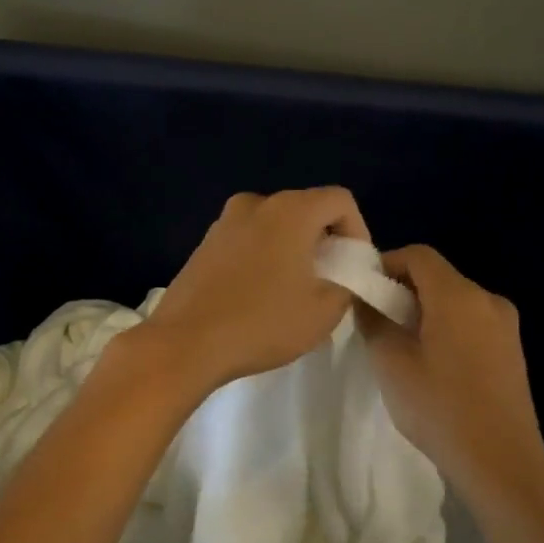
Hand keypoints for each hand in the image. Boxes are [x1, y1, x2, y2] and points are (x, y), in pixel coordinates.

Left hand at [140, 187, 371, 392]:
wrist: (185, 342)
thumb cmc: (262, 323)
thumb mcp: (324, 311)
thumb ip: (347, 283)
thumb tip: (342, 274)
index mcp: (290, 210)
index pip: (340, 200)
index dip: (358, 230)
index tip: (354, 267)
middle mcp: (256, 204)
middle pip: (305, 209)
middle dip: (324, 240)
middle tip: (329, 280)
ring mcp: (224, 222)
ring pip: (274, 224)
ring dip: (292, 248)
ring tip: (294, 289)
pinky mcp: (204, 244)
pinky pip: (248, 239)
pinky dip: (264, 256)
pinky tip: (260, 294)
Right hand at [356, 245, 543, 504]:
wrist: (501, 462)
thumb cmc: (440, 408)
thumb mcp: (391, 363)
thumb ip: (373, 320)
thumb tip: (365, 297)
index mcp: (458, 295)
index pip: (418, 255)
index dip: (386, 264)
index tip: (363, 291)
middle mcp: (487, 299)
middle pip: (438, 276)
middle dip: (403, 290)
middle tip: (376, 321)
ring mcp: (506, 325)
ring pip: (455, 301)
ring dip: (424, 311)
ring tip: (401, 347)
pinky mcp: (513, 350)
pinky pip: (472, 323)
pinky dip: (447, 328)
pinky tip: (433, 364)